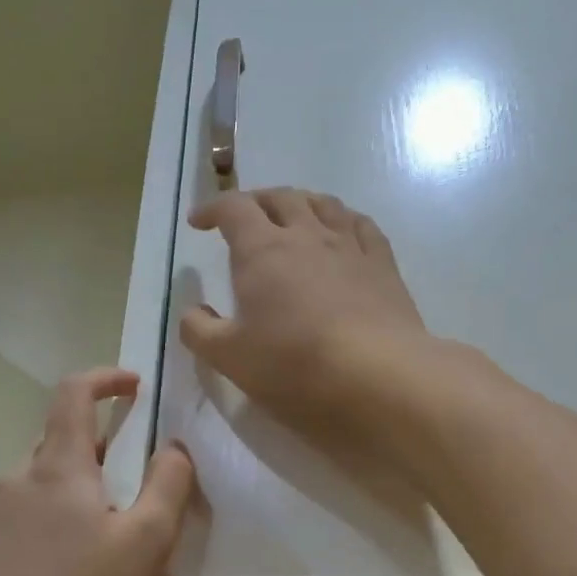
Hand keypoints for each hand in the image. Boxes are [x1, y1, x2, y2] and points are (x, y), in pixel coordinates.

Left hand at [0, 368, 195, 575]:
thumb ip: (169, 483)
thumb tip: (174, 447)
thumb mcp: (148, 538)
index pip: (74, 393)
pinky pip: (13, 519)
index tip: (132, 385)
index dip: (104, 378)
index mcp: (59, 466)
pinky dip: (39, 523)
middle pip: (55, 441)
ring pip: (33, 483)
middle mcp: (17, 478)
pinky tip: (54, 566)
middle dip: (92, 446)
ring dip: (65, 489)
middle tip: (122, 479)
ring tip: (91, 533)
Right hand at [181, 188, 434, 449]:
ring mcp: (350, 247)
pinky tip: (343, 232)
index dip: (212, 209)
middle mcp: (306, 235)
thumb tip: (193, 312)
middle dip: (256, 201)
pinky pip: (362, 225)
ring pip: (323, 204)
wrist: (378, 378)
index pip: (234, 208)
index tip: (199, 222)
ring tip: (292, 215)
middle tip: (243, 219)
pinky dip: (343, 219)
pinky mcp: (383, 266)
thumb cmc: (294, 365)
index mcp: (262, 250)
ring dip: (300, 202)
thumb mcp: (229, 358)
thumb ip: (200, 331)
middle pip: (280, 197)